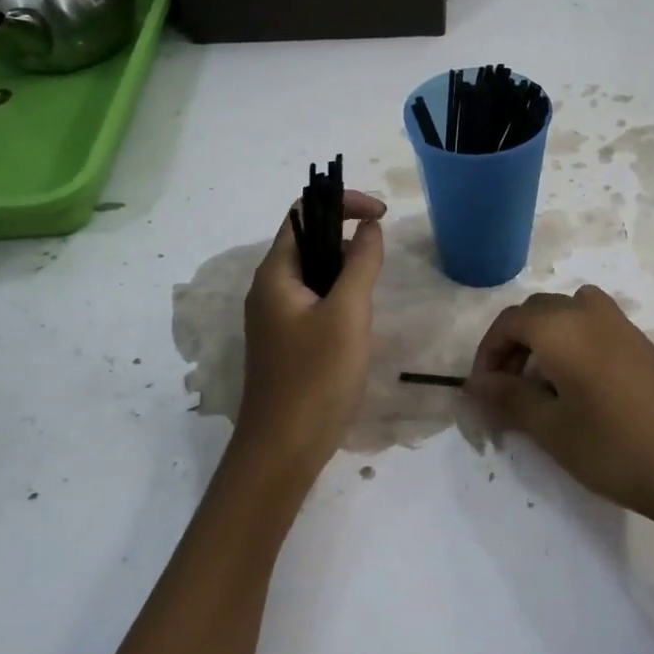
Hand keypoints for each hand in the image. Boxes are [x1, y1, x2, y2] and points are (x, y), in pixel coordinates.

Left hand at [228, 190, 386, 491]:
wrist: (283, 450)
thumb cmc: (316, 377)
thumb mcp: (347, 314)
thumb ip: (361, 263)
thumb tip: (371, 227)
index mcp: (275, 274)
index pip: (305, 212)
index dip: (344, 203)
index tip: (383, 216)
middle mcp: (269, 290)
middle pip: (310, 243)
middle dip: (349, 242)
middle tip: (379, 269)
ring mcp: (276, 319)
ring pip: (316, 277)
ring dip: (347, 276)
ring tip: (370, 304)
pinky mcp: (287, 344)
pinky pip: (316, 305)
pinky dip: (341, 302)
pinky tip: (359, 330)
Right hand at [466, 286, 653, 526]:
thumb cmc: (614, 448)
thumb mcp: (551, 428)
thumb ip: (508, 398)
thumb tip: (474, 384)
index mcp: (561, 327)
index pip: (509, 322)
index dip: (488, 353)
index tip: (482, 391)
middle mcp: (590, 313)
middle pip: (538, 311)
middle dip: (514, 344)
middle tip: (507, 389)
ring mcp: (622, 325)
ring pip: (568, 313)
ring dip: (545, 338)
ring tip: (542, 383)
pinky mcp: (643, 343)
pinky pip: (594, 325)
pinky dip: (574, 342)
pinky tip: (580, 386)